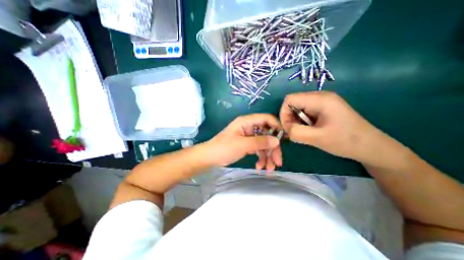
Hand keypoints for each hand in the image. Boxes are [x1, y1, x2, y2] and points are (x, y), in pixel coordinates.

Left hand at [206, 113, 282, 170]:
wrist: (210, 157)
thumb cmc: (224, 148)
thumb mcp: (243, 145)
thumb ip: (260, 142)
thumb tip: (277, 141)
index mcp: (247, 122)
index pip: (266, 119)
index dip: (276, 127)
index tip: (283, 139)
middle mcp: (249, 127)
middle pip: (267, 134)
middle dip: (273, 149)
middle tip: (277, 162)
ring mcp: (248, 136)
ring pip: (263, 144)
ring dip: (267, 156)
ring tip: (268, 169)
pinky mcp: (247, 144)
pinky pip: (258, 149)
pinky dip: (260, 158)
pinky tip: (259, 167)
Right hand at [279, 92, 406, 167]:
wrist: (370, 147)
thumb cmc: (346, 141)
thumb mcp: (318, 139)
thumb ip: (296, 132)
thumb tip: (284, 128)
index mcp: (320, 99)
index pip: (289, 99)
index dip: (284, 113)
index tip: (288, 128)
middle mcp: (320, 97)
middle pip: (293, 103)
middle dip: (290, 119)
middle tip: (296, 132)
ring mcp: (322, 102)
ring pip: (297, 109)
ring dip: (296, 121)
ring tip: (305, 133)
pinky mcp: (323, 108)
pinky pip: (304, 112)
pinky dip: (302, 122)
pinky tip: (310, 130)